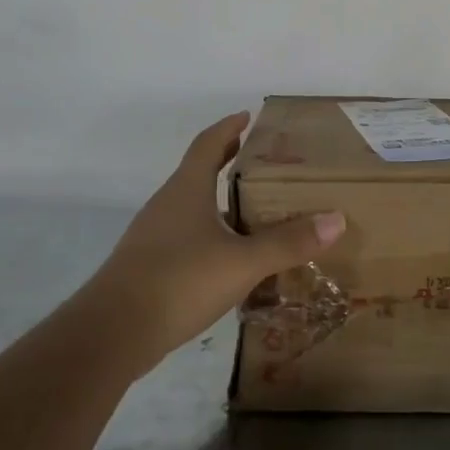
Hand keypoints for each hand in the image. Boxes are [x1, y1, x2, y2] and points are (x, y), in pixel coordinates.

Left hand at [85, 112, 344, 371]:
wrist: (112, 333)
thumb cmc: (179, 280)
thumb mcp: (243, 262)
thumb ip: (288, 242)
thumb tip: (336, 219)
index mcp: (186, 190)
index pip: (208, 144)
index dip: (228, 128)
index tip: (247, 116)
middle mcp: (167, 205)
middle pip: (199, 173)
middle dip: (229, 164)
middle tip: (265, 165)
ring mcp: (153, 237)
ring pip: (193, 208)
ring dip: (221, 203)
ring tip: (256, 212)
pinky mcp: (148, 267)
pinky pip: (186, 239)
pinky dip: (211, 236)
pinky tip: (231, 259)